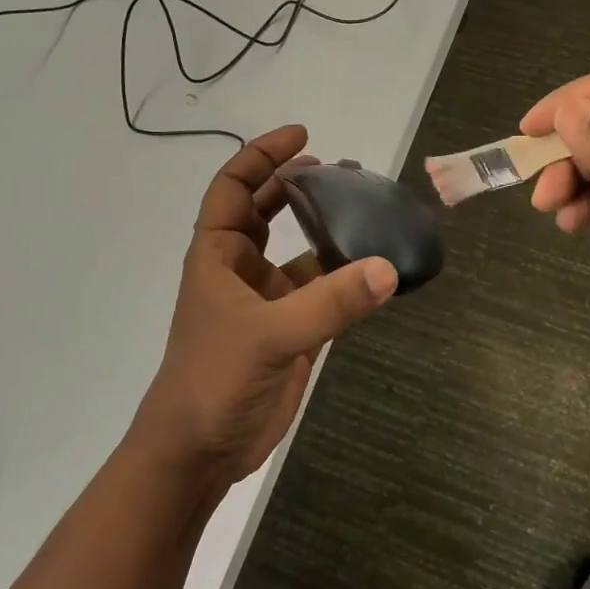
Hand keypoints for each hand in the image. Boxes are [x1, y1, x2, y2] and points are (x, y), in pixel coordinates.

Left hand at [135, 126, 397, 486]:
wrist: (200, 452)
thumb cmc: (214, 380)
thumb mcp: (269, 336)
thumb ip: (330, 302)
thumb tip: (390, 268)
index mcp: (218, 255)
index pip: (234, 188)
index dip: (262, 156)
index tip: (303, 136)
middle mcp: (241, 270)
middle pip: (267, 212)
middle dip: (298, 186)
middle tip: (342, 170)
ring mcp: (268, 302)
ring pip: (300, 252)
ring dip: (328, 230)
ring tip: (368, 210)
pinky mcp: (292, 332)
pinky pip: (324, 292)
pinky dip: (347, 279)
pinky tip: (377, 268)